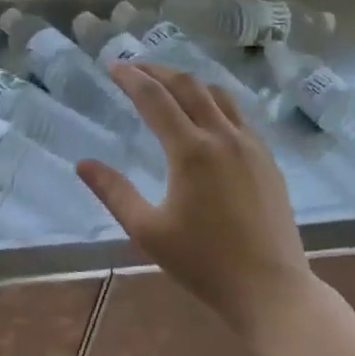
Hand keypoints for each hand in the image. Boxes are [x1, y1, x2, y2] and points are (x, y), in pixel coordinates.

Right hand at [76, 62, 313, 339]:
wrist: (271, 289)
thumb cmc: (203, 262)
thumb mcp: (148, 230)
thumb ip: (114, 192)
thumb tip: (83, 164)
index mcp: (190, 151)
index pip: (154, 98)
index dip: (131, 78)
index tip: (113, 66)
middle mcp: (222, 137)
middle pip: (187, 86)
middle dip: (158, 70)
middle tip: (134, 67)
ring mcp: (251, 146)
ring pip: (217, 95)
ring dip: (187, 82)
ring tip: (166, 84)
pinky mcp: (267, 159)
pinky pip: (238, 115)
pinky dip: (213, 102)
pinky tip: (205, 116)